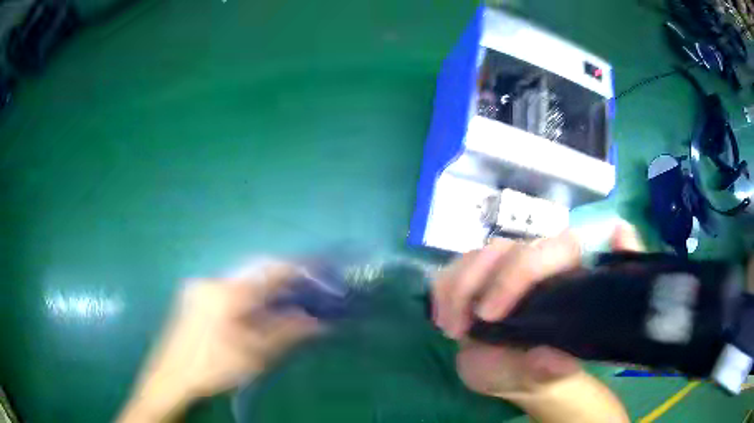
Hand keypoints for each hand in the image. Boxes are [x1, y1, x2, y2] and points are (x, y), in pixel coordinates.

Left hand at [117, 264, 321, 422]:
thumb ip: (285, 334)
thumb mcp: (253, 357)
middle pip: (254, 270)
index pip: (268, 271)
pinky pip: (227, 286)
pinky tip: (252, 310)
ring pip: (240, 278)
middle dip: (280, 277)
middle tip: (302, 291)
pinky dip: (246, 293)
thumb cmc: (212, 370)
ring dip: (262, 287)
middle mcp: (211, 281)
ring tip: (281, 302)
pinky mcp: (193, 294)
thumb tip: (316, 322)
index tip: (316, 271)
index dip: (295, 269)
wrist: (171, 378)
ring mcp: (198, 286)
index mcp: (226, 295)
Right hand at [433, 222, 642, 397]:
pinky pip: (455, 266)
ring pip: (481, 254)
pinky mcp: (478, 272)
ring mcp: (507, 265)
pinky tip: (443, 321)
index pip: (562, 249)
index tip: (491, 314)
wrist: (505, 370)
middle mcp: (540, 263)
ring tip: (452, 331)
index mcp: (568, 281)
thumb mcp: (537, 376)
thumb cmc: (531, 370)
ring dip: (458, 290)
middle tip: (466, 327)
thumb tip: (559, 361)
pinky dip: (443, 292)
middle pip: (512, 249)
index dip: (525, 270)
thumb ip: (548, 369)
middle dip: (484, 283)